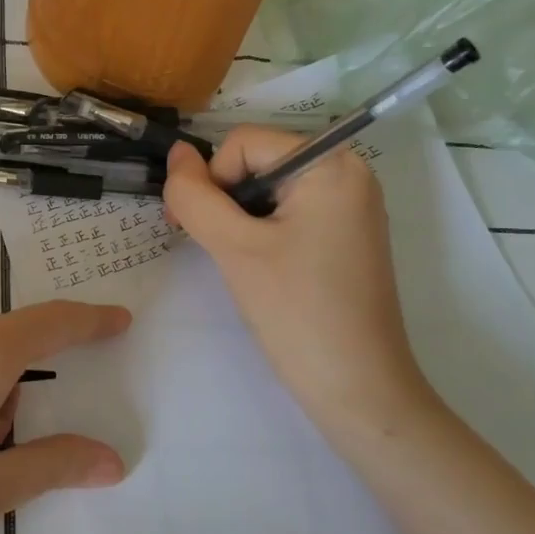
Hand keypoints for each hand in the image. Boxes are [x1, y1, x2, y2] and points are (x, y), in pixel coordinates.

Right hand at [163, 128, 439, 434]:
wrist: (359, 390)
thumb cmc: (297, 312)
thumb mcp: (234, 248)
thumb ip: (195, 195)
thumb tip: (175, 154)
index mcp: (331, 164)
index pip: (244, 143)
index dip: (210, 180)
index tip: (193, 228)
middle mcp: (349, 172)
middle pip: (259, 161)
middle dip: (224, 198)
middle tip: (211, 247)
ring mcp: (351, 205)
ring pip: (270, 188)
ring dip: (239, 217)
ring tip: (237, 262)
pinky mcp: (347, 235)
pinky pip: (291, 212)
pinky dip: (262, 231)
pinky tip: (260, 267)